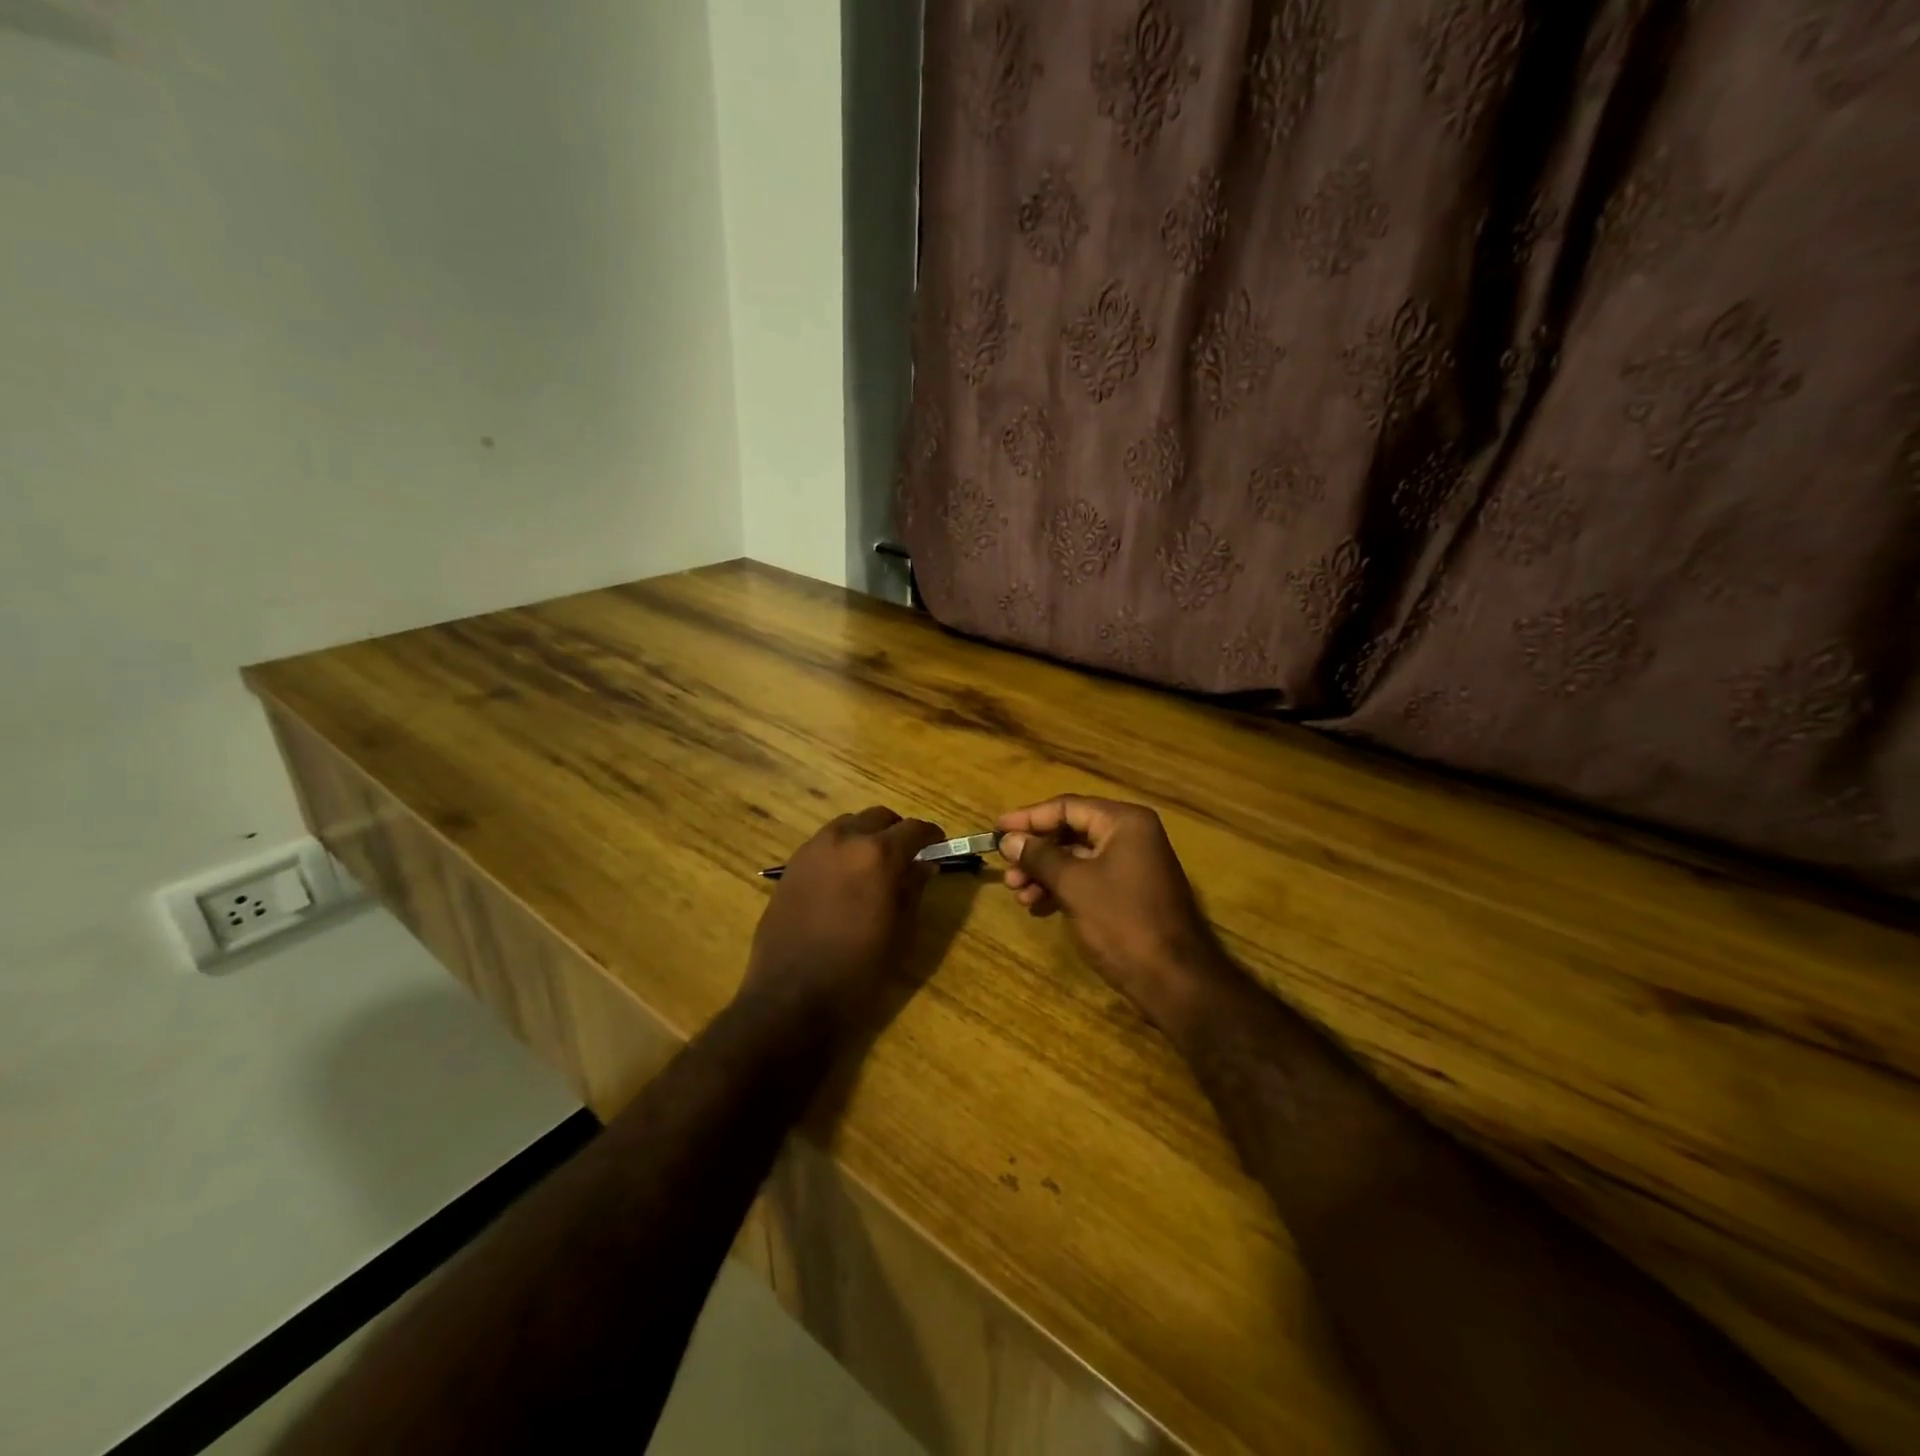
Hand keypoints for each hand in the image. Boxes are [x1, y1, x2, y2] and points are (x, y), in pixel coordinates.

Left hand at [742, 807, 944, 1031]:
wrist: (791, 997)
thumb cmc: (857, 970)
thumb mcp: (900, 932)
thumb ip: (914, 889)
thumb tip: (924, 864)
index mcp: (877, 855)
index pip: (914, 829)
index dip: (932, 835)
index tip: (939, 846)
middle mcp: (843, 840)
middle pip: (878, 817)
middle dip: (897, 831)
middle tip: (907, 856)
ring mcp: (812, 850)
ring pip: (848, 825)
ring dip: (866, 836)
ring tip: (873, 866)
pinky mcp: (790, 867)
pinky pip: (823, 844)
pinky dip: (841, 850)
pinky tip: (844, 880)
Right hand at [997, 795, 1233, 1034]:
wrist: (1174, 980)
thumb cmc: (1122, 922)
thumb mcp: (1074, 885)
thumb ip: (1039, 856)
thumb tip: (1008, 838)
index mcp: (1124, 822)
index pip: (1067, 807)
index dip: (1028, 818)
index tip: (996, 830)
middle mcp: (1132, 836)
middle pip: (1072, 830)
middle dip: (1036, 850)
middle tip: (1007, 870)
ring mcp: (1134, 865)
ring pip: (1078, 858)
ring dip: (1045, 872)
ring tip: (1019, 894)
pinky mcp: (1131, 893)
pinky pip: (1089, 878)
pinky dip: (1063, 888)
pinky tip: (1038, 905)